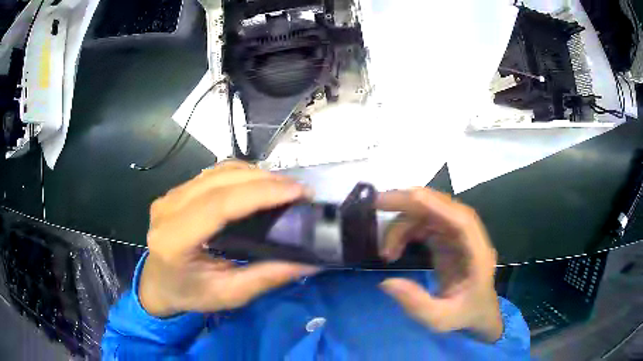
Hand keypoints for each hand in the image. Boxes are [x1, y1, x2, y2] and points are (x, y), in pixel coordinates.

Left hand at [139, 161, 317, 316]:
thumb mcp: (229, 295)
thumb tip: (309, 261)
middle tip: (299, 190)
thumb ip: (267, 278)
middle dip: (264, 180)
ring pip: (217, 171)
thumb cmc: (189, 294)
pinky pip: (212, 174)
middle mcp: (167, 209)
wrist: (158, 285)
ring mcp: (169, 196)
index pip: (219, 204)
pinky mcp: (176, 191)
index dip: (259, 193)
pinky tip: (258, 187)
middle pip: (219, 181)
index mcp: (174, 240)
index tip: (296, 192)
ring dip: (254, 174)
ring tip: (283, 189)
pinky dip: (240, 175)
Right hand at [377, 188, 502, 342]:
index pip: (462, 221)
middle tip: (375, 203)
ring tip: (385, 253)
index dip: (437, 205)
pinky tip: (393, 251)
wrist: (476, 313)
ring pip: (428, 214)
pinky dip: (404, 232)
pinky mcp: (447, 239)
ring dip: (402, 225)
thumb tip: (385, 282)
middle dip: (410, 202)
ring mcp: (457, 236)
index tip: (409, 197)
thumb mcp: (440, 319)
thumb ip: (416, 304)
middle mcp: (469, 238)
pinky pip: (424, 225)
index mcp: (477, 254)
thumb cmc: (464, 315)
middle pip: (442, 208)